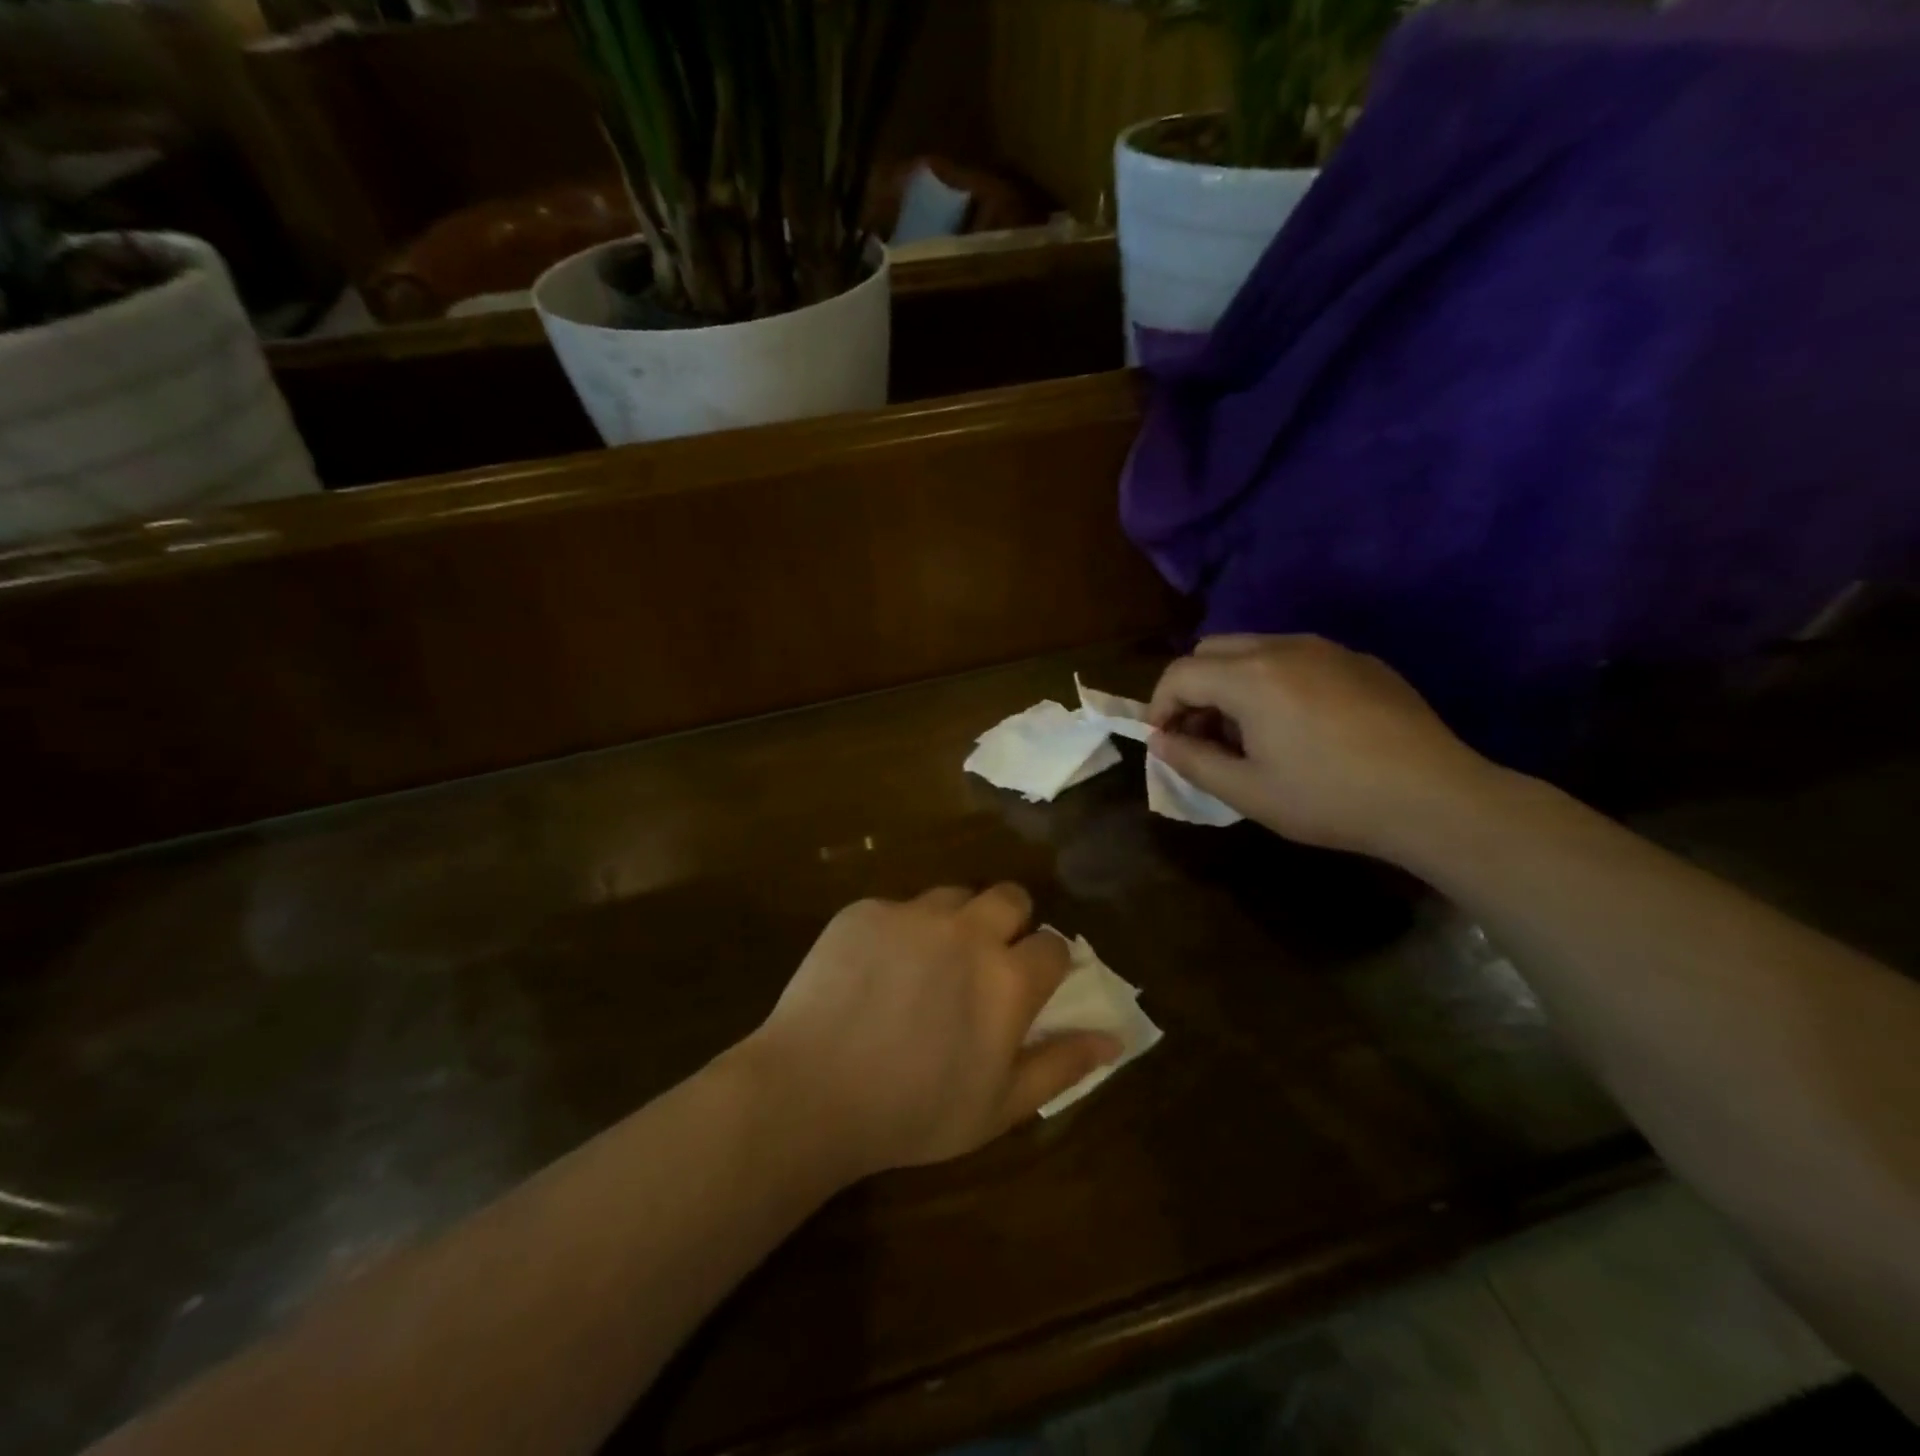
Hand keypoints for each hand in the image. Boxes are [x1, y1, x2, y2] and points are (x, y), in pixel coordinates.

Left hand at [747, 885, 1121, 1177]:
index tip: (1030, 984)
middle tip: (983, 961)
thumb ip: (1061, 1065)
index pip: (1053, 945)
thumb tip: (1112, 1038)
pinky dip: (898, 931)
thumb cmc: (912, 1112)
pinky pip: (897, 907)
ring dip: (954, 921)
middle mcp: (967, 931)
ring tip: (927, 963)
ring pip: (953, 896)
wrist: (810, 1092)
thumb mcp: (998, 1107)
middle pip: (1010, 897)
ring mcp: (912, 913)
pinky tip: (874, 971)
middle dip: (1009, 921)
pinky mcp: (865, 910)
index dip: (1046, 963)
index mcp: (1006, 978)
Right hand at [1147, 635, 1503, 859]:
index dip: (1160, 707)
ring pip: (1254, 648)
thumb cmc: (1329, 799)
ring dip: (1232, 683)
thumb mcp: (1248, 791)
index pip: (1179, 674)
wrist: (1435, 798)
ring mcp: (1327, 649)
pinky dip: (1273, 681)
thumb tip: (1161, 742)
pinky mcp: (1360, 661)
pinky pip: (1296, 657)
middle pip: (1211, 650)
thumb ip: (1192, 761)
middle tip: (1203, 736)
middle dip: (1193, 689)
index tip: (1165, 743)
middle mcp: (1283, 647)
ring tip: (1249, 733)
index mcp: (1250, 677)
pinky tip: (1298, 726)